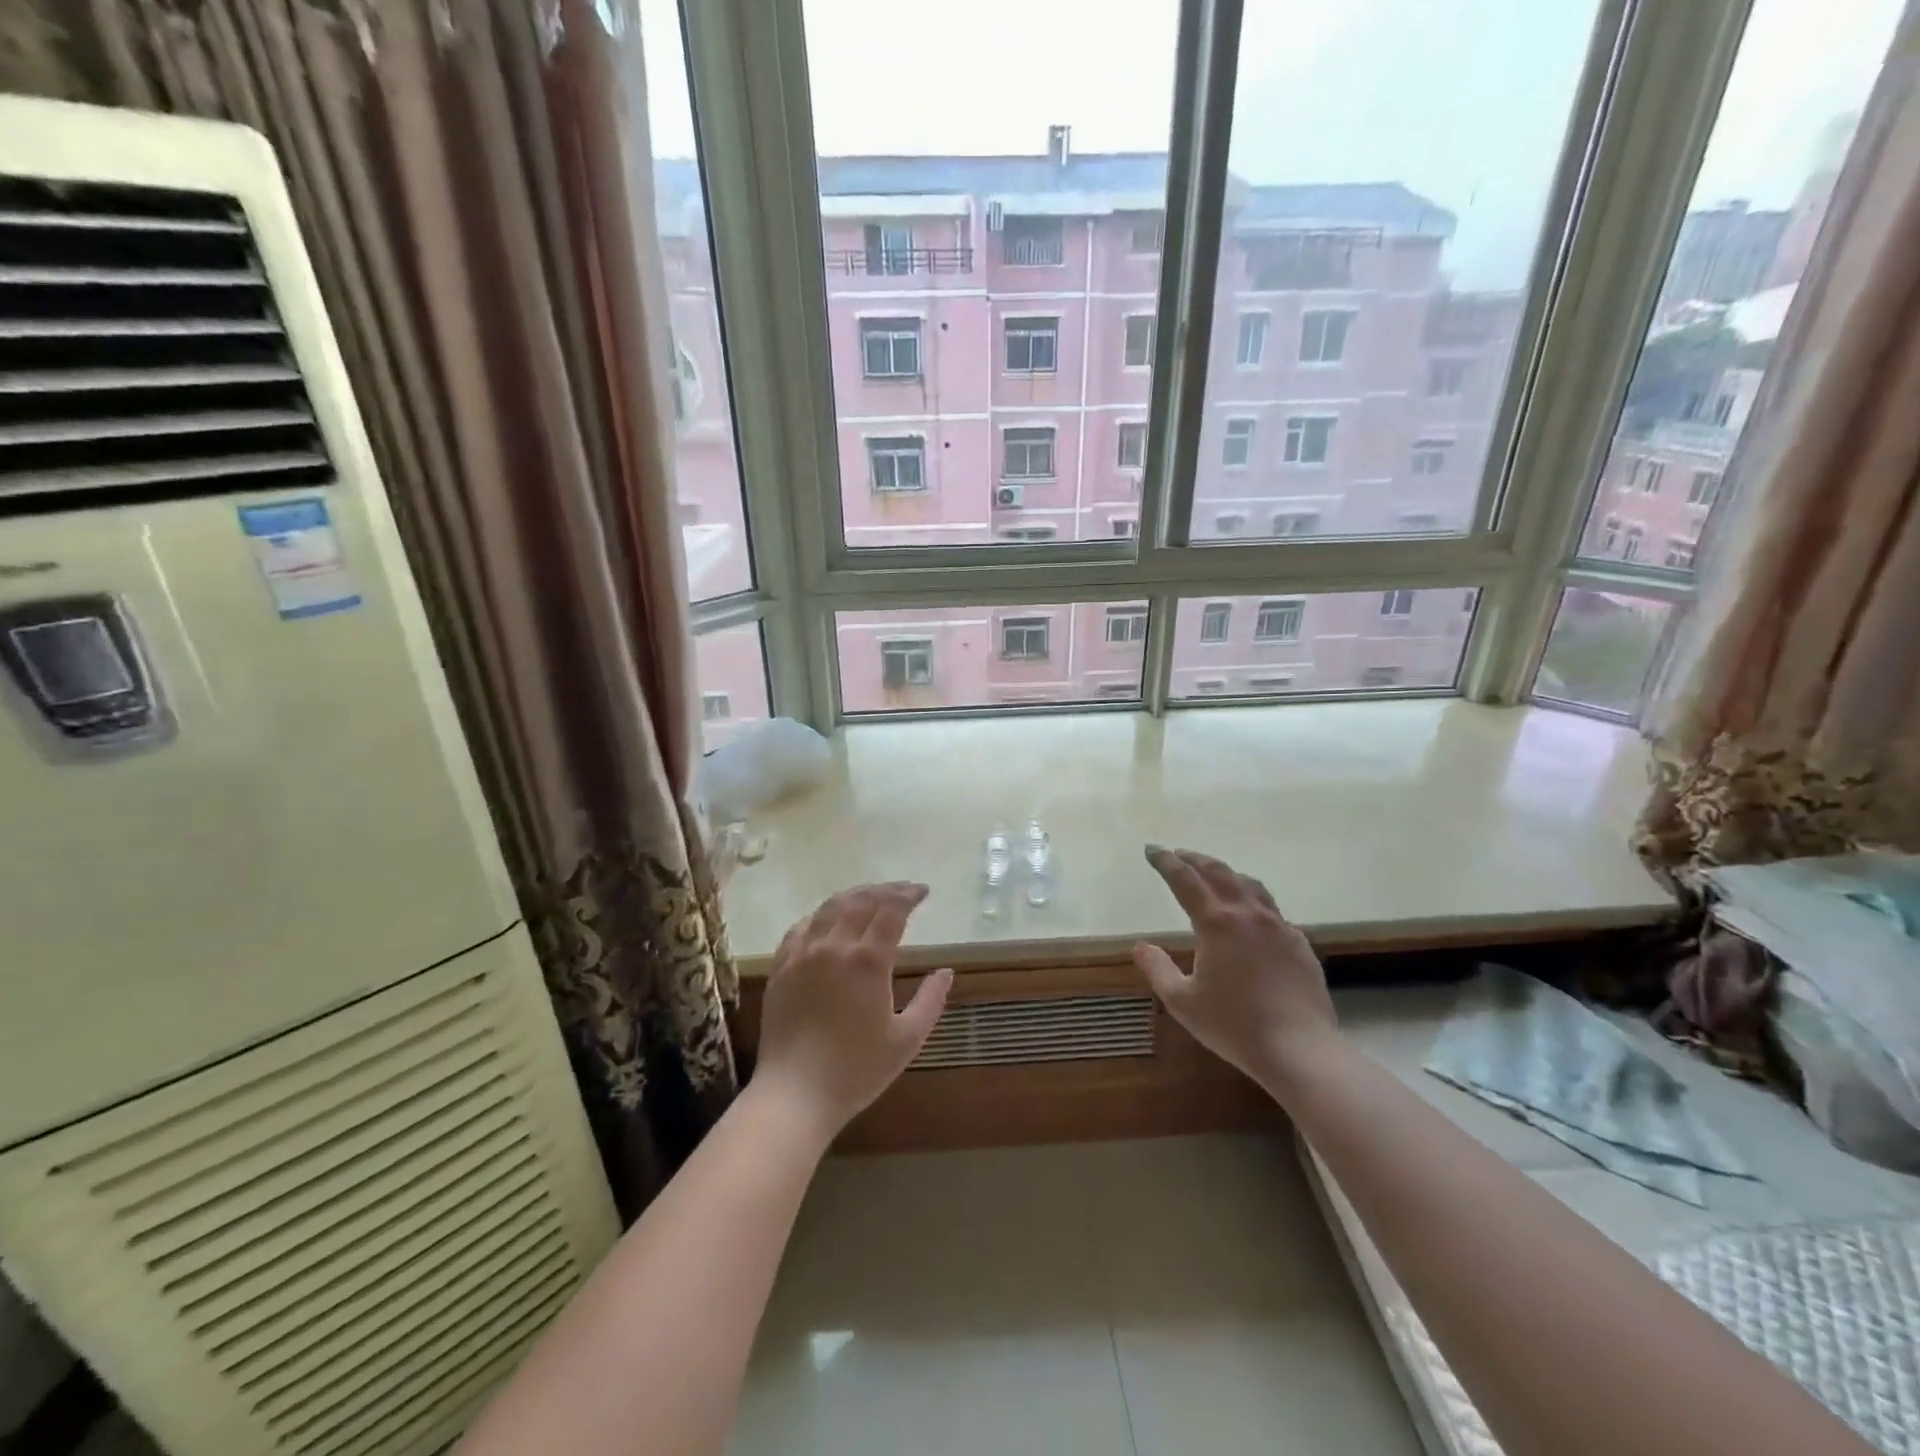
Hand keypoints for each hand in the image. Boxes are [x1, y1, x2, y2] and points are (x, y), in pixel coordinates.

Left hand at [753, 883, 952, 1139]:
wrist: (794, 1095)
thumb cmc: (856, 1070)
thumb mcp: (907, 1039)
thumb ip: (931, 1001)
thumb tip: (947, 972)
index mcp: (868, 960)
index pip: (891, 910)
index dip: (909, 896)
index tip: (923, 892)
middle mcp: (834, 946)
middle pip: (861, 901)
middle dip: (886, 890)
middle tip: (903, 890)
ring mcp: (802, 954)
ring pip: (829, 908)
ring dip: (854, 896)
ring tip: (871, 896)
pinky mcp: (781, 968)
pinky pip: (801, 927)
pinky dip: (820, 914)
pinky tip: (828, 919)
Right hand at [1133, 846, 1337, 1089]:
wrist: (1300, 1050)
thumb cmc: (1234, 1026)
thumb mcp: (1182, 1002)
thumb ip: (1157, 969)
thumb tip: (1140, 946)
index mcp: (1217, 923)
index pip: (1185, 880)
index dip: (1166, 862)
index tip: (1152, 850)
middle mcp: (1249, 915)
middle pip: (1220, 872)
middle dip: (1196, 860)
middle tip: (1179, 855)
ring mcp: (1279, 927)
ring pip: (1251, 885)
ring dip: (1227, 874)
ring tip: (1215, 876)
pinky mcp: (1300, 944)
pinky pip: (1272, 911)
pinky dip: (1253, 902)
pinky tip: (1251, 918)